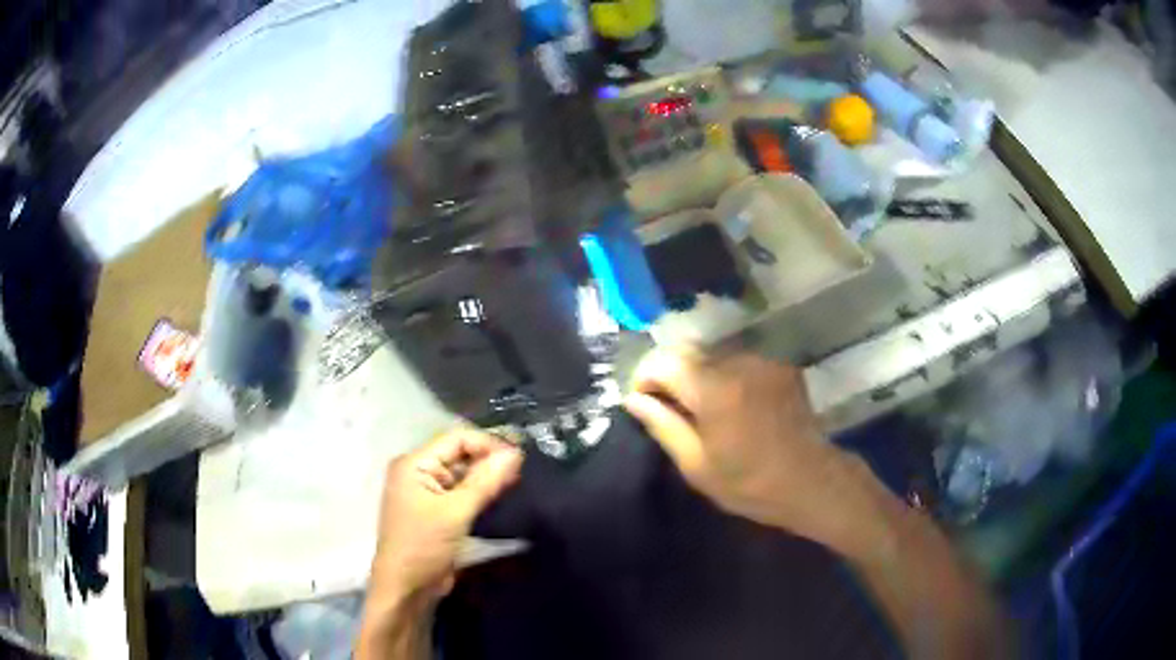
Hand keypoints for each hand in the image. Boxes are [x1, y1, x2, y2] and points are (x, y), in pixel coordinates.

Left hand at [368, 428, 523, 604]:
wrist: (406, 588)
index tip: (519, 459)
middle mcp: (419, 471)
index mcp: (414, 463)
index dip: (488, 444)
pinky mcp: (437, 510)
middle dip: (489, 459)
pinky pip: (462, 492)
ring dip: (487, 477)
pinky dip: (481, 492)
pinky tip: (502, 496)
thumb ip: (484, 482)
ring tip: (518, 483)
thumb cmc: (423, 546)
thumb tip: (515, 453)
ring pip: (463, 473)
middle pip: (460, 453)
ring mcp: (427, 492)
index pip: (456, 439)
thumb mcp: (455, 513)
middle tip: (523, 472)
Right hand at [624, 347, 880, 548]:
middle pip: (687, 352)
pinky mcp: (779, 367)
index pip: (662, 360)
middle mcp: (737, 363)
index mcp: (713, 389)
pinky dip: (725, 377)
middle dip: (669, 375)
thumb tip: (633, 399)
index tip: (643, 402)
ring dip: (699, 376)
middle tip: (669, 409)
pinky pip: (739, 363)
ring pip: (713, 356)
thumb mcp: (697, 465)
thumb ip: (663, 425)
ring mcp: (762, 362)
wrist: (812, 481)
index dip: (644, 377)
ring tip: (703, 411)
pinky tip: (733, 407)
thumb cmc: (751, 483)